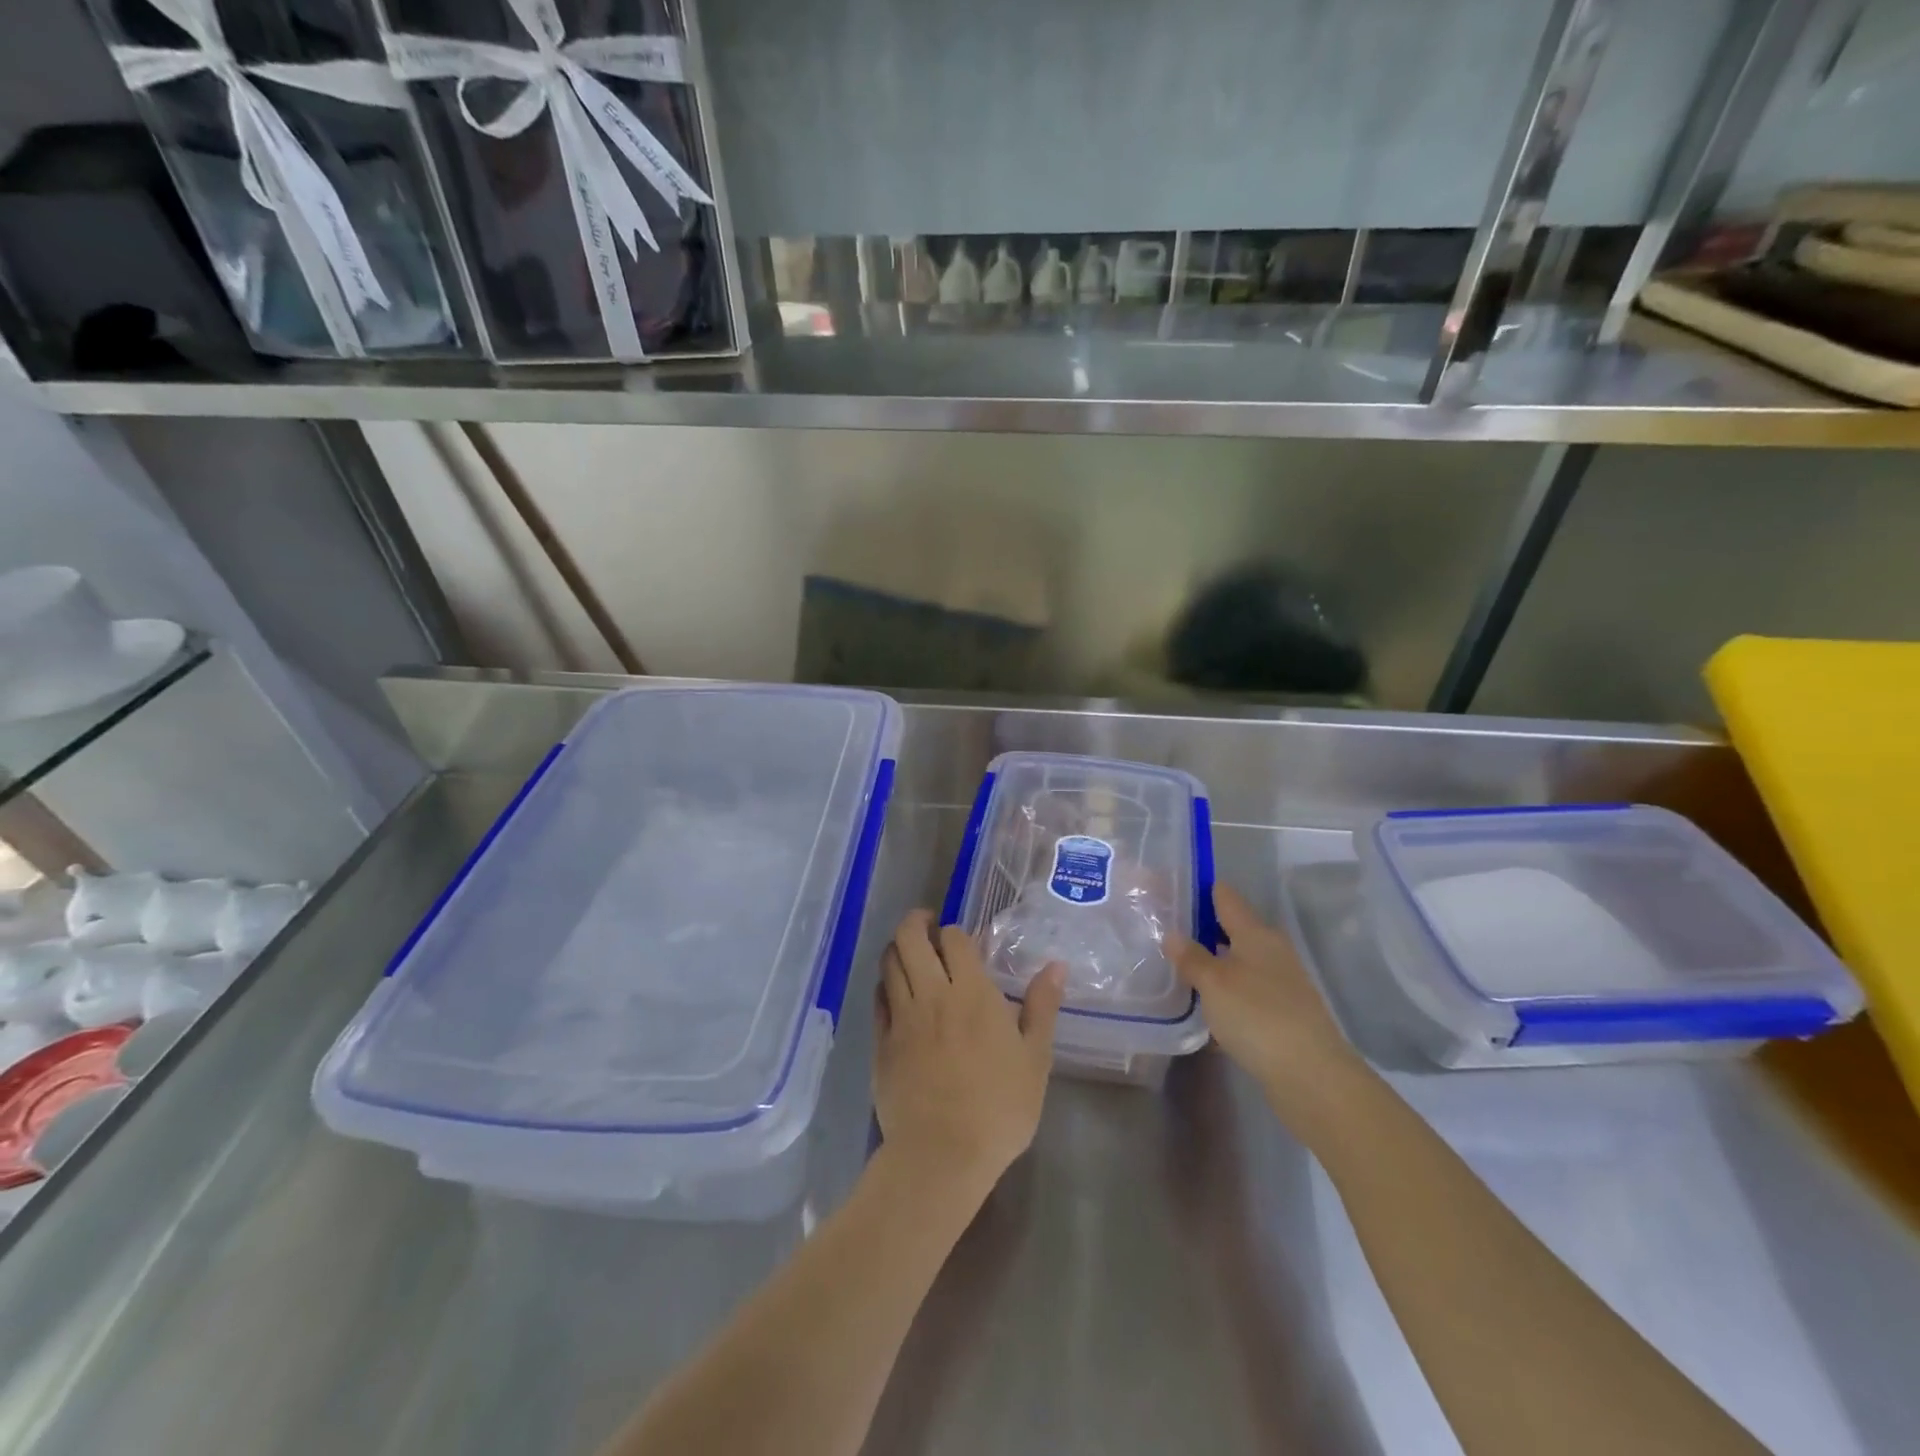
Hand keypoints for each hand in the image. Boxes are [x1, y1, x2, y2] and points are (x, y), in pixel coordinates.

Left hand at [873, 911, 1065, 1198]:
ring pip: (889, 962)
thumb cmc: (998, 1108)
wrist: (941, 1155)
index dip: (955, 932)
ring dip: (898, 949)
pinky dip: (885, 984)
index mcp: (972, 993)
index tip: (962, 941)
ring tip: (910, 953)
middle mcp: (933, 994)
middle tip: (927, 926)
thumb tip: (1055, 966)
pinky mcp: (881, 1042)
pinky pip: (877, 998)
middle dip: (916, 922)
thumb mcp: (1035, 1059)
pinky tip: (895, 992)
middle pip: (910, 938)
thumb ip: (1042, 1007)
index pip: (954, 938)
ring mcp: (902, 1017)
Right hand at [1168, 884, 1370, 1135]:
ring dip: (1212, 966)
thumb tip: (1172, 933)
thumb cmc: (1258, 1016)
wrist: (1312, 1077)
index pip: (1225, 897)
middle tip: (1164, 932)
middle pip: (1232, 930)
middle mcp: (1271, 952)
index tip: (1170, 889)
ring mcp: (1280, 984)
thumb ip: (1191, 957)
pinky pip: (1245, 995)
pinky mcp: (1282, 1015)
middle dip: (1201, 930)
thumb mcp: (1214, 983)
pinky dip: (1224, 997)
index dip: (1199, 890)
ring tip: (1176, 971)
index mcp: (1256, 934)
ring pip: (1238, 964)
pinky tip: (1203, 1012)